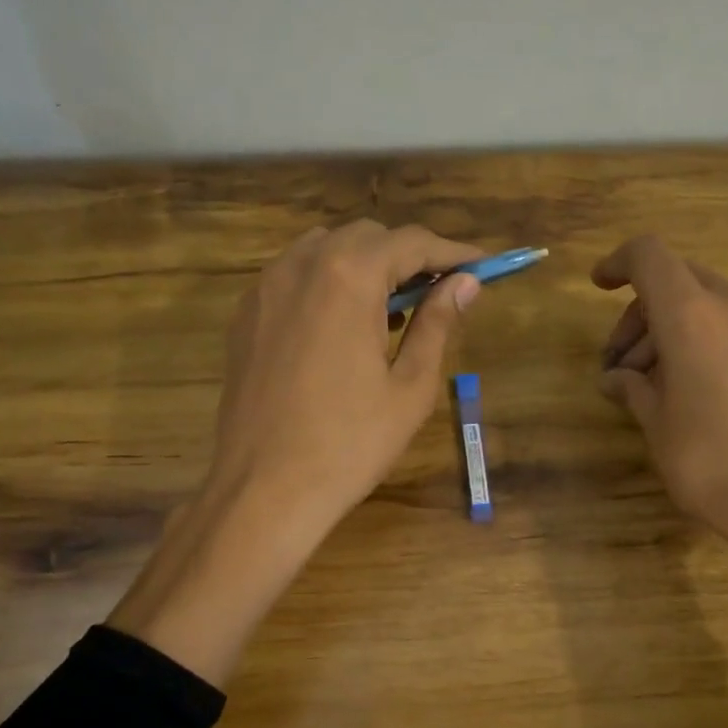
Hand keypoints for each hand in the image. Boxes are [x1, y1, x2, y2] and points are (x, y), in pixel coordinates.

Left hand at [207, 220, 484, 536]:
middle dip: (407, 256)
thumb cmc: (349, 444)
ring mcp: (265, 288)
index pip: (411, 242)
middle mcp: (301, 266)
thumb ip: (438, 324)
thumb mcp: (409, 388)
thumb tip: (466, 284)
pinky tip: (343, 327)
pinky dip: (327, 284)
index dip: (452, 252)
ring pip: (325, 250)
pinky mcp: (246, 316)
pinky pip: (294, 277)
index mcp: (348, 277)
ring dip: (365, 266)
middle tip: (439, 293)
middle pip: (366, 237)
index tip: (481, 265)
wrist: (263, 490)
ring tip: (391, 311)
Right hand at [593, 235, 727, 574]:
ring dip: (666, 332)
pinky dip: (698, 341)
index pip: (649, 256)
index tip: (598, 286)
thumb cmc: (714, 461)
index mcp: (693, 314)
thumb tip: (615, 378)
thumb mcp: (658, 426)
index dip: (618, 263)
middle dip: (638, 315)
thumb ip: (633, 389)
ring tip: (645, 386)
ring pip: (703, 304)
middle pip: (675, 282)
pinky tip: (684, 389)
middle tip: (617, 366)